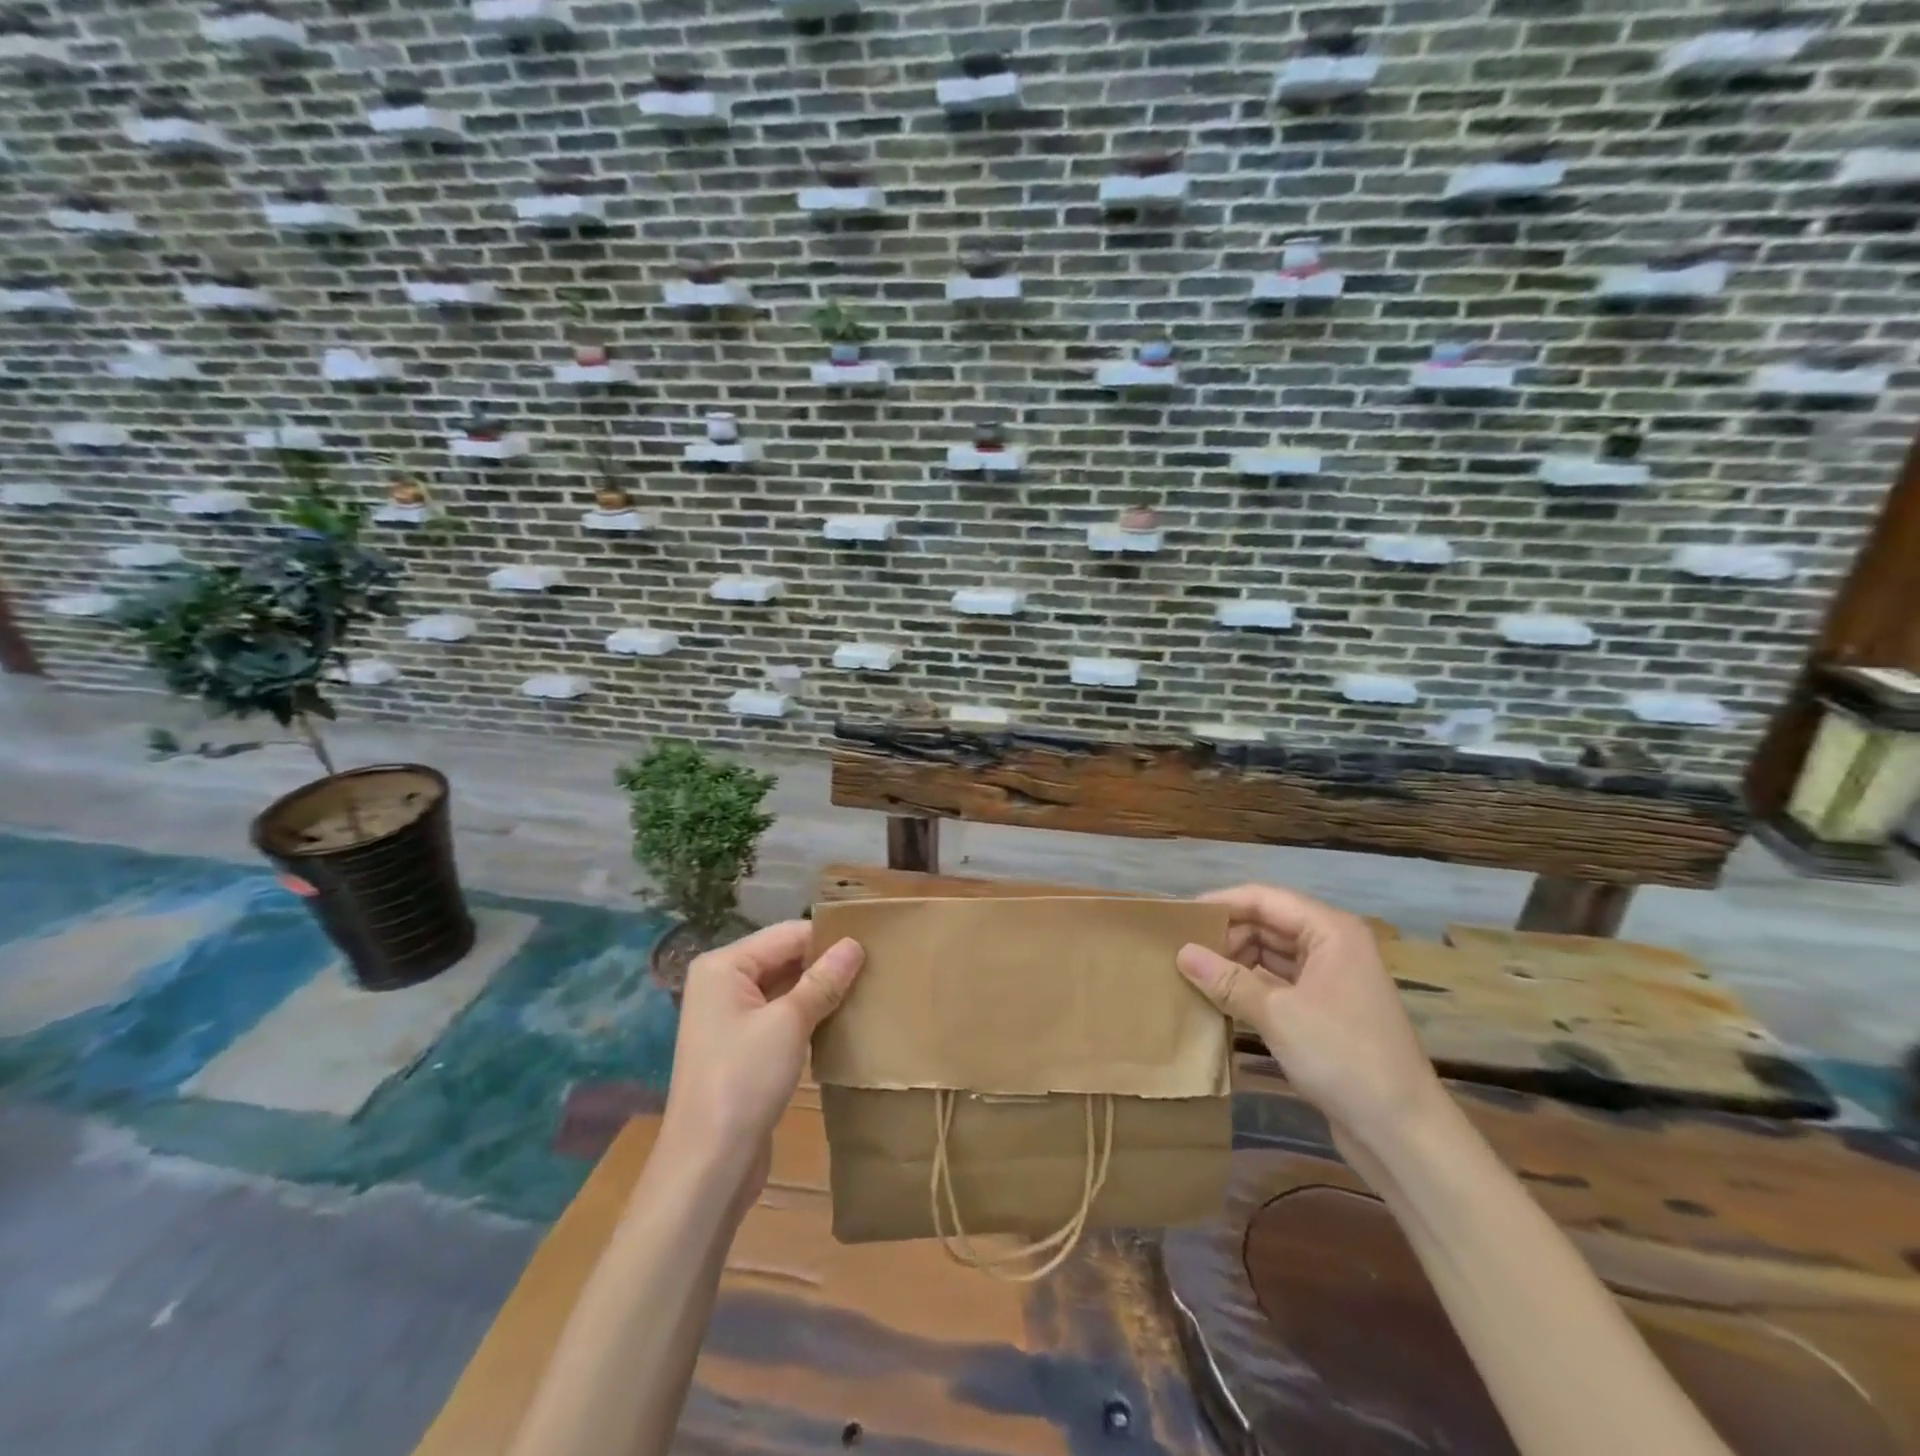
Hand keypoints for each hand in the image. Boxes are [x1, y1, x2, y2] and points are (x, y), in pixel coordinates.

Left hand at [660, 922, 863, 1183]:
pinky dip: (808, 1015)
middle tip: (876, 968)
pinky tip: (841, 1021)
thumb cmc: (744, 1081)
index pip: (787, 934)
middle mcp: (722, 983)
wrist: (708, 1165)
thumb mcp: (789, 1024)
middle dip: (825, 964)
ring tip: (866, 990)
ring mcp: (730, 1017)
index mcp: (723, 966)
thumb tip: (855, 944)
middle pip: (784, 958)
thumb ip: (823, 980)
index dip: (828, 938)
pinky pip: (780, 1016)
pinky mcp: (742, 1047)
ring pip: (785, 988)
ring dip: (820, 991)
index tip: (874, 945)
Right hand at [1176, 884, 1442, 1141]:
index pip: (1264, 899)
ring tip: (1190, 971)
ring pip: (1270, 953)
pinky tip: (1217, 997)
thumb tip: (1181, 953)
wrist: (1403, 1133)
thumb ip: (1227, 980)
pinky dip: (1248, 986)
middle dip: (1225, 934)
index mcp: (1330, 931)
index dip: (1221, 903)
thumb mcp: (1278, 1014)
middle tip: (1179, 949)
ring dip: (1234, 961)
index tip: (1179, 916)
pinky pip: (1277, 982)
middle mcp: (1332, 945)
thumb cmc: (1344, 1058)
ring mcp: (1329, 978)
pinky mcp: (1324, 1009)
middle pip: (1267, 923)